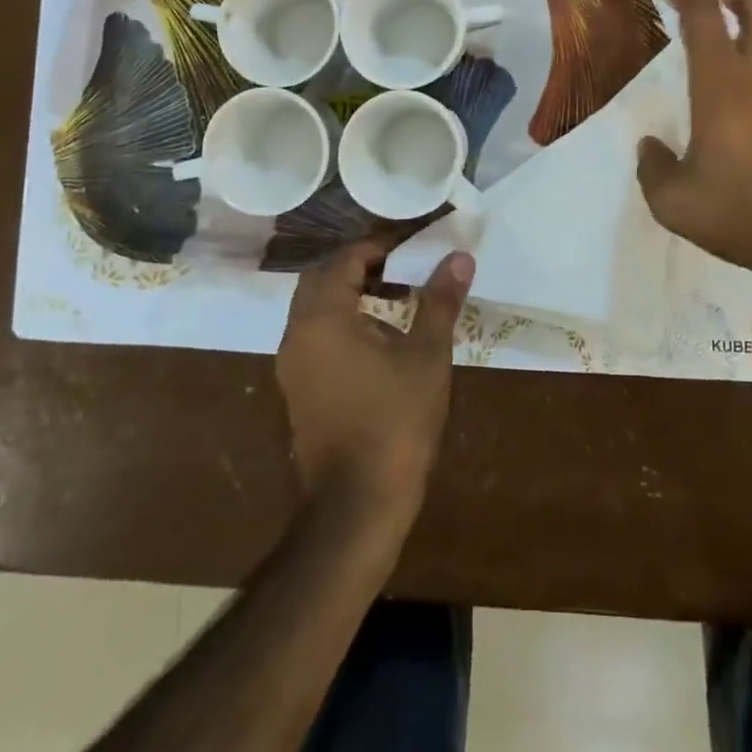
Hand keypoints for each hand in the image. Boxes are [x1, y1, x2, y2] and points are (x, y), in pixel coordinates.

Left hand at [276, 241, 472, 523]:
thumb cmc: (394, 422)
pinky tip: (378, 336)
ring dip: (349, 293)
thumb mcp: (426, 355)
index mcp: (323, 317)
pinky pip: (315, 334)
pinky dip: (341, 320)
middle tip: (402, 267)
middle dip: (360, 266)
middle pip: (322, 278)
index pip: (345, 258)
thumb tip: (459, 257)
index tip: (412, 247)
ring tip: (396, 296)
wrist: (357, 505)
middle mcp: (297, 333)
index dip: (379, 246)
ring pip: (315, 307)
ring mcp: (292, 363)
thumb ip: (440, 300)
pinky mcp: (298, 388)